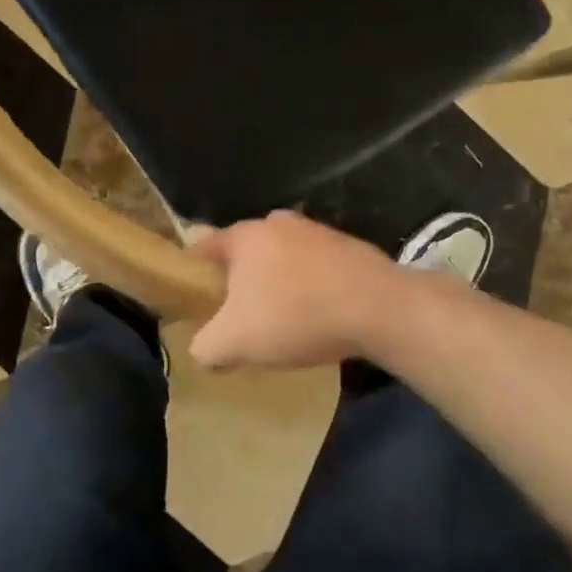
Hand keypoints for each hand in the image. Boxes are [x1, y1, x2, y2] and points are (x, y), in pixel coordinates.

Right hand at [188, 211, 402, 370]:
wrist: (379, 307)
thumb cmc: (295, 315)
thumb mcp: (234, 343)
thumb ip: (205, 346)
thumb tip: (203, 348)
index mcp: (245, 236)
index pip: (205, 246)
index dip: (193, 272)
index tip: (193, 297)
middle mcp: (277, 223)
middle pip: (246, 252)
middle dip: (238, 279)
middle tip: (237, 313)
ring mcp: (316, 231)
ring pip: (282, 257)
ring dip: (277, 283)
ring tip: (280, 318)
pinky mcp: (348, 247)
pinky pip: (314, 268)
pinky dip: (309, 287)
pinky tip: (317, 315)